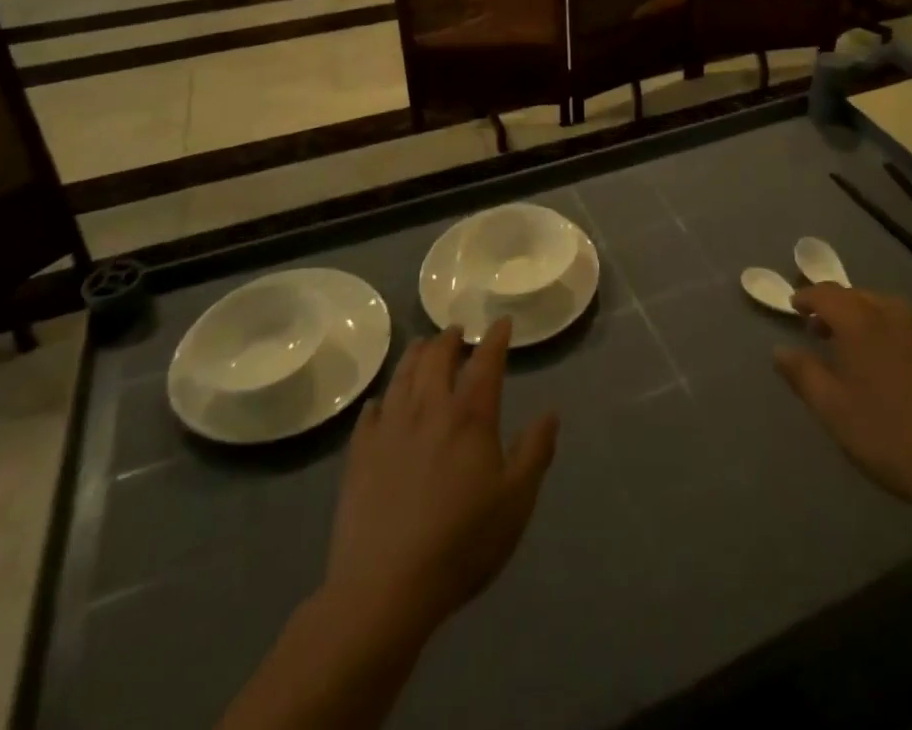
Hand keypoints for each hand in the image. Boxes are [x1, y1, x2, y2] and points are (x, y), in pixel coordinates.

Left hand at [322, 320, 557, 636]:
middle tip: (456, 330)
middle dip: (449, 339)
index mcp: (470, 417)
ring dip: (414, 356)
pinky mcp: (360, 457)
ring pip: (402, 378)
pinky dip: (380, 401)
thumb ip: (535, 452)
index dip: (496, 339)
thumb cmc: (461, 543)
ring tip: (421, 346)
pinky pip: (369, 415)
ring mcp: (390, 430)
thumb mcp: (516, 502)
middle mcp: (428, 410)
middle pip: (436, 359)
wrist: (384, 588)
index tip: (502, 322)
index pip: (486, 362)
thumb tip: (551, 413)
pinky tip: (380, 402)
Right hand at [774, 284, 911, 519]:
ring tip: (857, 345)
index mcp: (861, 323)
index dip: (807, 297)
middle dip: (836, 306)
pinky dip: (894, 331)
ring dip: (866, 316)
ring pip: (888, 308)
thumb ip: (803, 374)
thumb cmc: (888, 437)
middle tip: (821, 330)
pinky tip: (896, 362)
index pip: (827, 294)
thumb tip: (779, 350)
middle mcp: (894, 315)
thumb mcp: (834, 410)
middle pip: (858, 296)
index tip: (795, 308)